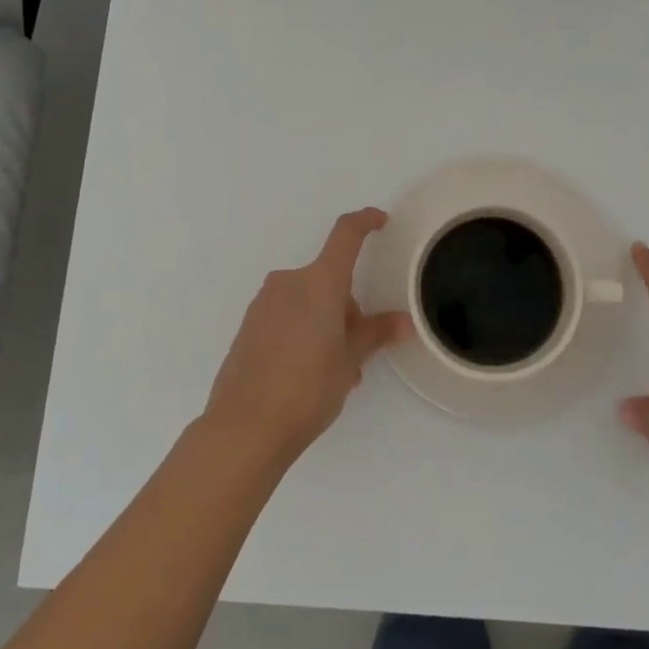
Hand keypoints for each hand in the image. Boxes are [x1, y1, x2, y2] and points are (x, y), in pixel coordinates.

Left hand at [204, 208, 411, 466]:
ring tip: (334, 373)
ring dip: (325, 324)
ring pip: (308, 301)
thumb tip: (404, 321)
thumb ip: (375, 333)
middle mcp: (289, 283)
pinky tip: (306, 374)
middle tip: (357, 352)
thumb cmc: (307, 388)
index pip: (345, 235)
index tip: (380, 220)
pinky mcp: (248, 325)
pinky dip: (303, 332)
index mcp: (319, 282)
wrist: (244, 428)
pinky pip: (286, 316)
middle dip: (347, 308)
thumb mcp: (350, 360)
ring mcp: (264, 303)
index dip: (365, 222)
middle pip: (329, 280)